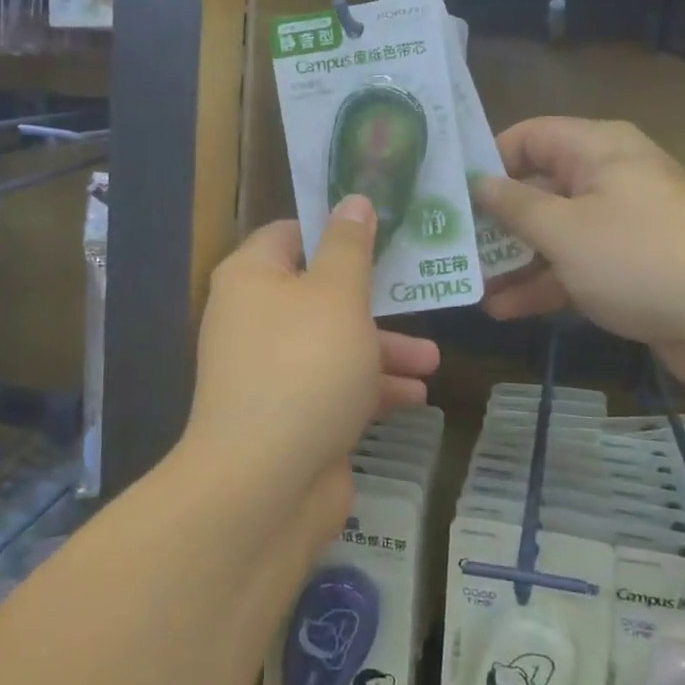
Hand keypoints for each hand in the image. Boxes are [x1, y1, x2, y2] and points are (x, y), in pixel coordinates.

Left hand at [186, 195, 440, 501]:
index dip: (335, 229)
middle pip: (319, 292)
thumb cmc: (305, 366)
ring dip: (383, 350)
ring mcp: (270, 371)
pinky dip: (370, 389)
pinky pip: (334, 388)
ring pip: (334, 344)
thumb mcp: (337, 294)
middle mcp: (254, 319)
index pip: (291, 234)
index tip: (383, 230)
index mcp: (252, 278)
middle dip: (374, 300)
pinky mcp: (290, 415)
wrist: (266, 484)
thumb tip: (353, 199)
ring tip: (433, 361)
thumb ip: (349, 246)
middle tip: (418, 293)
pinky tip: (415, 397)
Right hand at [470, 117, 684, 386]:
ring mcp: (622, 223)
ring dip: (514, 259)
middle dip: (495, 220)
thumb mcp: (564, 230)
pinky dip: (544, 282)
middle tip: (451, 245)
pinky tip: (504, 310)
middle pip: (538, 187)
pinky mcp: (630, 264)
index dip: (488, 160)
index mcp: (599, 149)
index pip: (529, 136)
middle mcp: (610, 176)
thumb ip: (514, 205)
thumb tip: (478, 183)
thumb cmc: (639, 259)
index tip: (450, 194)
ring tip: (470, 285)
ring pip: (555, 231)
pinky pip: (576, 263)